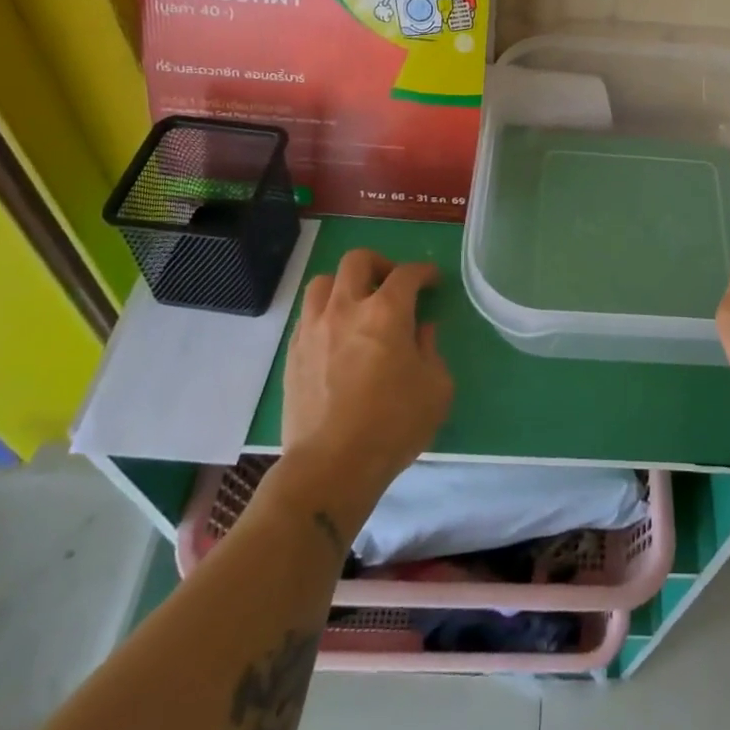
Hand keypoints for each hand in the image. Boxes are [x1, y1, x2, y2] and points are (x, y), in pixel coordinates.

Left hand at [277, 250, 452, 505]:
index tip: (432, 280)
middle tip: (392, 285)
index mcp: (386, 312)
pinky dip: (325, 313)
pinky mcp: (293, 353)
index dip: (424, 272)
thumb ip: (431, 350)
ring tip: (357, 305)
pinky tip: (336, 335)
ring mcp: (314, 329)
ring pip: (323, 282)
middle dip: (380, 264)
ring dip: (344, 285)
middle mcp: (346, 308)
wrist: (331, 467)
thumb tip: (421, 330)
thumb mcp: (435, 388)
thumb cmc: (392, 426)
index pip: (407, 273)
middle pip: (357, 261)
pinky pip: (307, 314)